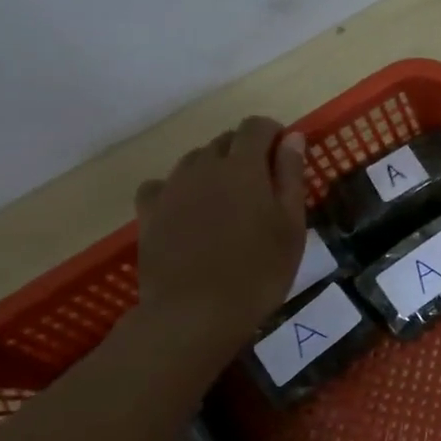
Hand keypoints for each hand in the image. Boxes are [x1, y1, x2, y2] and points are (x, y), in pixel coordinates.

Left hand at [132, 116, 307, 358]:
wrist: (194, 313)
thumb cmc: (258, 272)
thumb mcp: (291, 226)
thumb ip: (290, 176)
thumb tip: (291, 137)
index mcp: (244, 166)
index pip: (257, 126)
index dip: (273, 134)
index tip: (285, 156)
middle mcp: (204, 165)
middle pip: (226, 140)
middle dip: (246, 152)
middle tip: (262, 188)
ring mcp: (172, 187)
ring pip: (195, 160)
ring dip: (214, 169)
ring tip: (228, 204)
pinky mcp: (148, 212)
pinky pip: (163, 185)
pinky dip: (178, 190)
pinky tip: (187, 213)